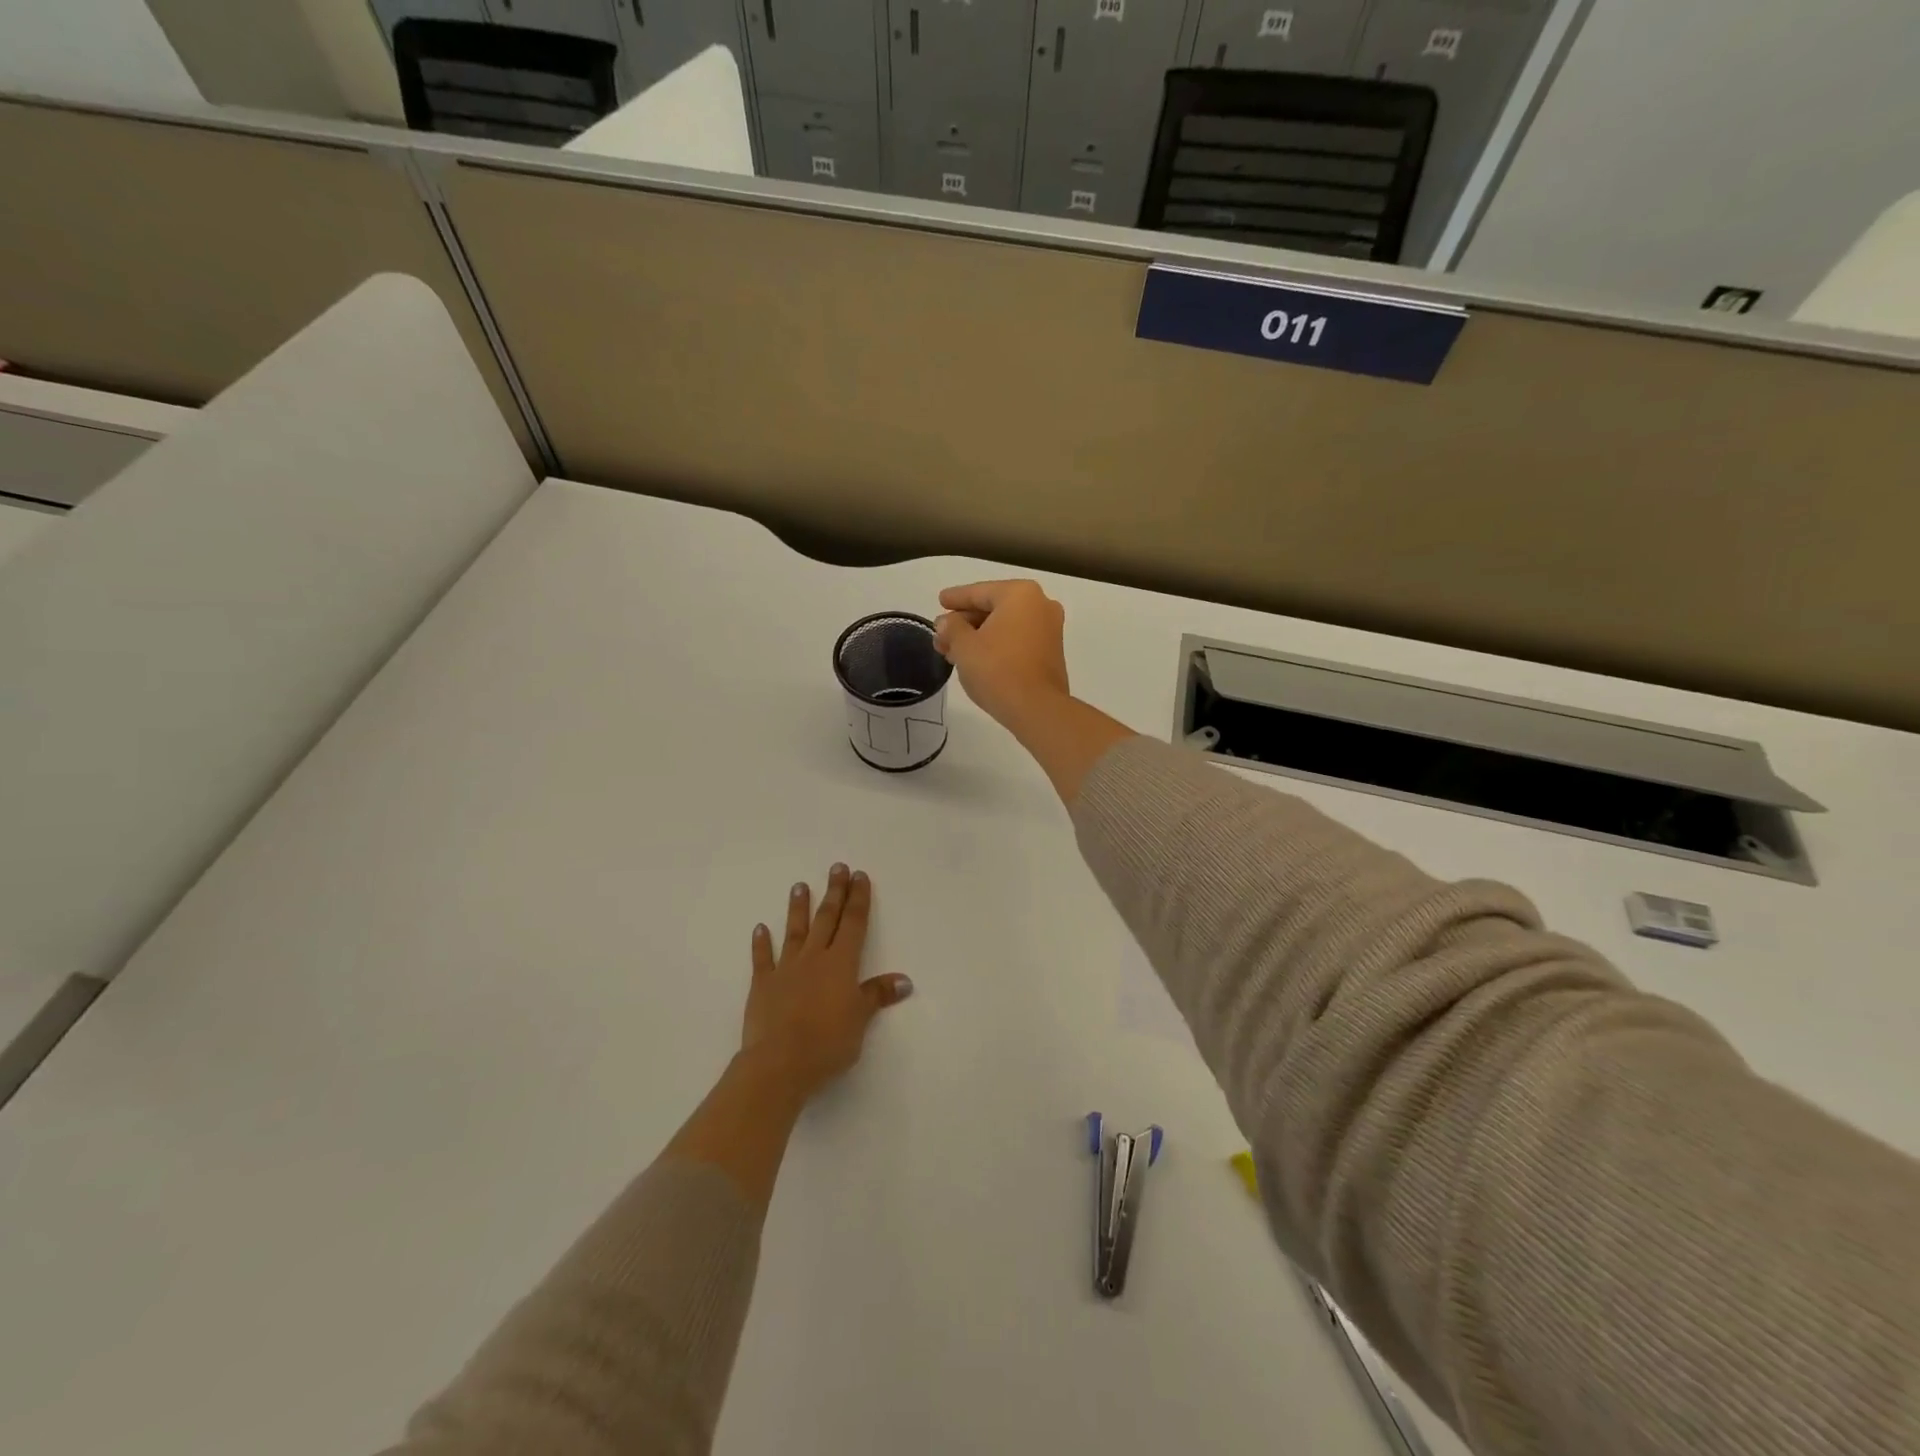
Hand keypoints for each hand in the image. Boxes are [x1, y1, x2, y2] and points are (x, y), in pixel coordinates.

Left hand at [741, 864, 912, 1103]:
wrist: (780, 1062)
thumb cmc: (828, 1042)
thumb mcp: (860, 1020)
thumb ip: (877, 995)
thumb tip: (904, 980)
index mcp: (841, 963)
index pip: (853, 923)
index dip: (858, 899)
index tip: (859, 876)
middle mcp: (814, 958)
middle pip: (827, 919)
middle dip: (834, 893)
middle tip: (837, 868)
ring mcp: (786, 969)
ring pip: (795, 931)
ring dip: (799, 908)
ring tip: (800, 885)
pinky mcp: (763, 985)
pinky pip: (762, 959)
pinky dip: (761, 943)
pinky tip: (760, 928)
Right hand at [933, 580, 1070, 733]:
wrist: (1036, 708)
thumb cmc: (997, 669)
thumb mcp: (964, 646)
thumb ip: (951, 627)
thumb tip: (946, 623)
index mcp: (1020, 594)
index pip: (979, 592)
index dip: (955, 598)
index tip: (940, 600)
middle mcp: (1040, 605)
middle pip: (993, 608)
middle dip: (965, 622)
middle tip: (941, 635)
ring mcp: (1050, 629)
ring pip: (1005, 626)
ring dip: (978, 636)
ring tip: (952, 651)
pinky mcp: (1051, 653)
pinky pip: (1017, 640)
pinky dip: (996, 645)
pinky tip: (975, 659)